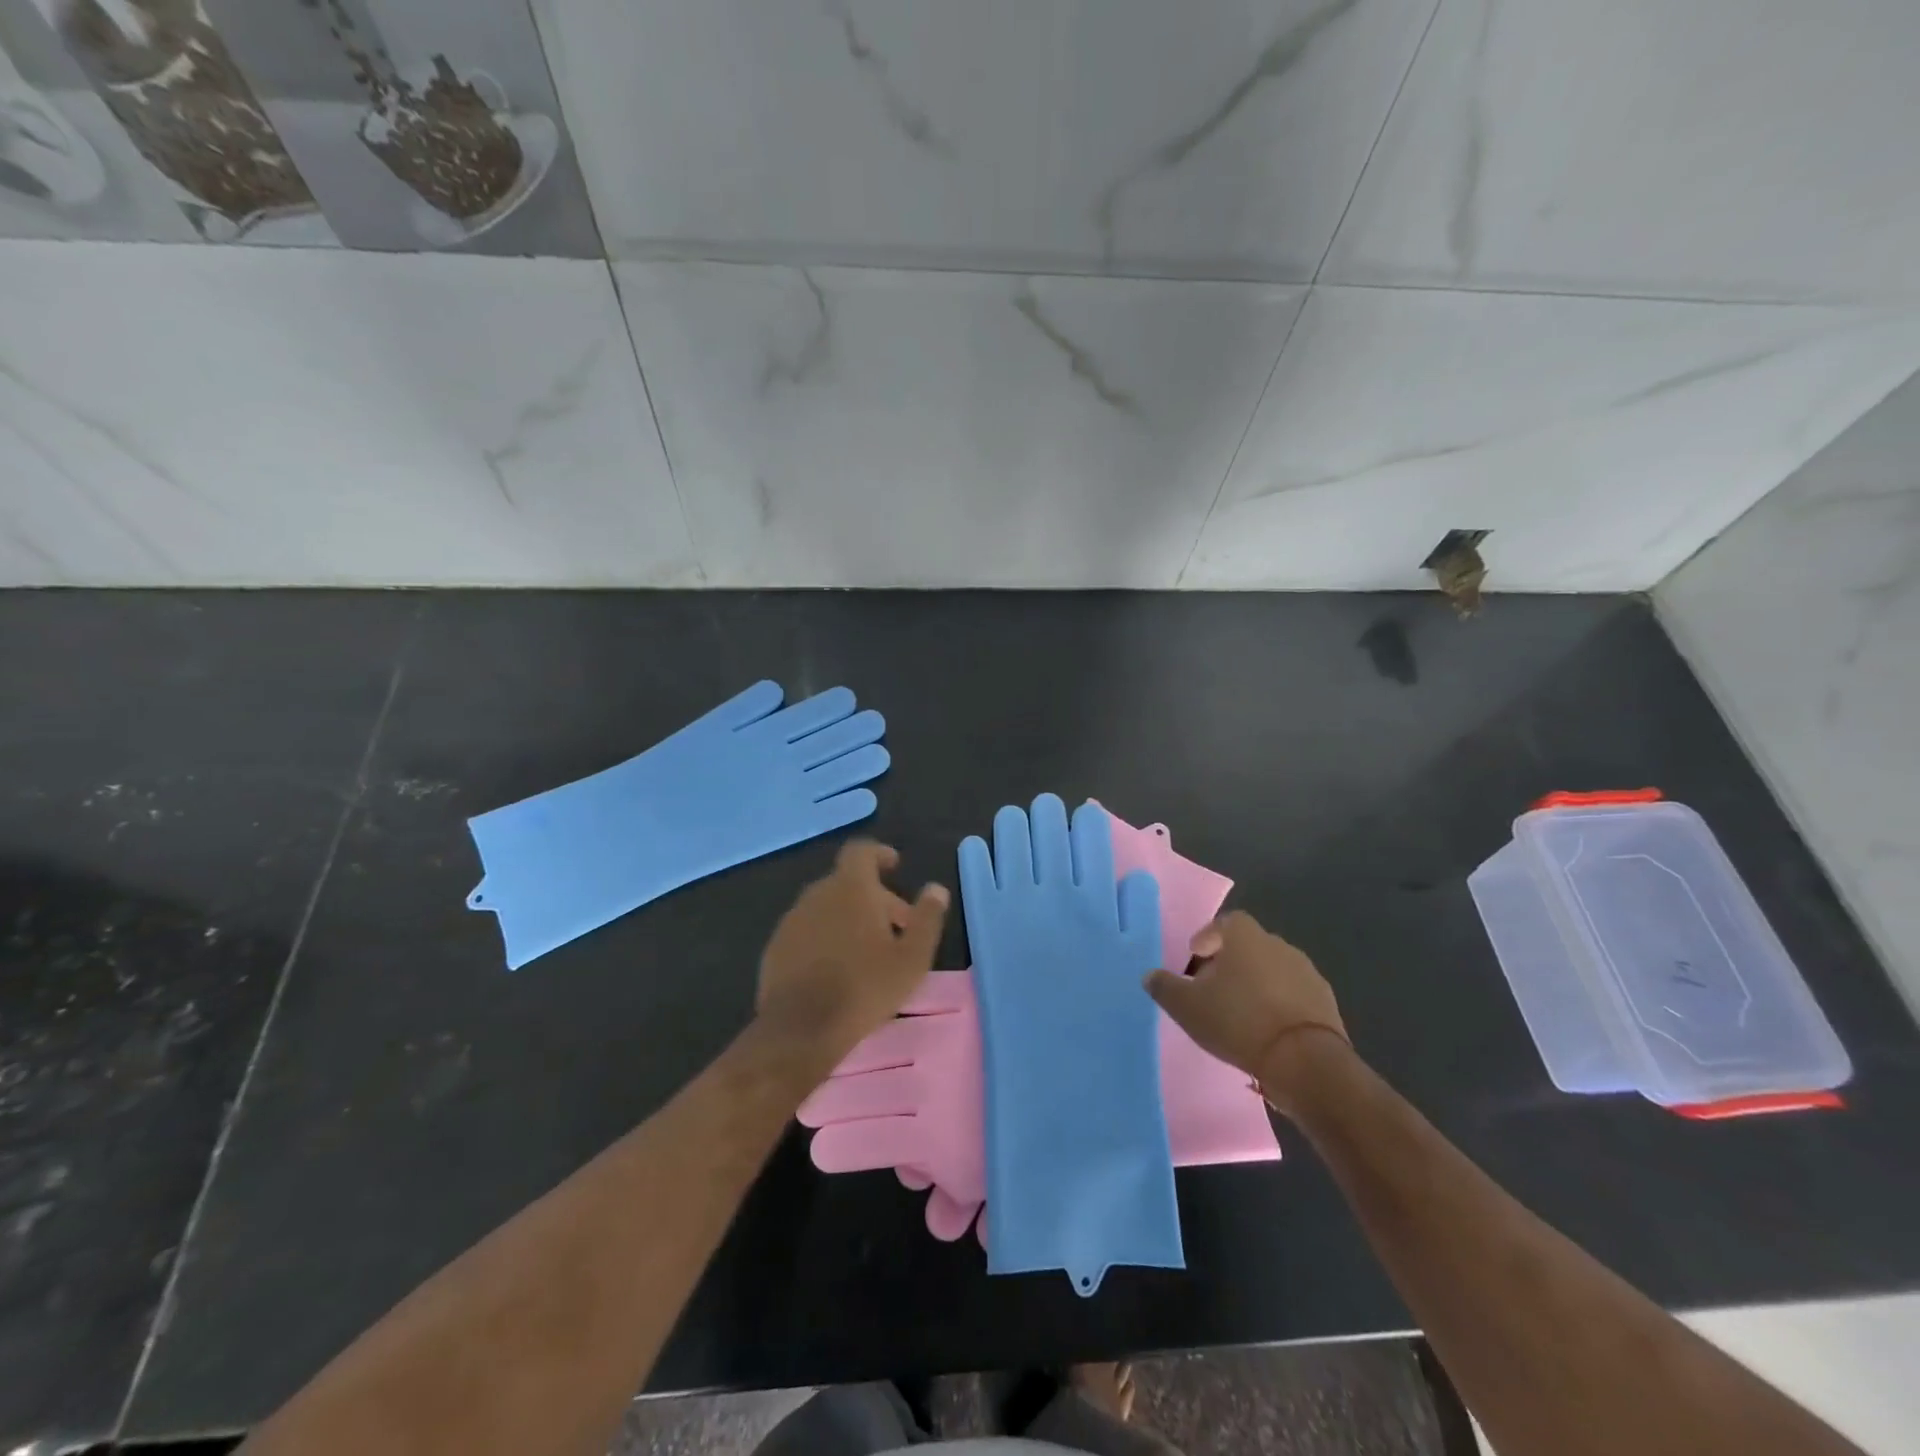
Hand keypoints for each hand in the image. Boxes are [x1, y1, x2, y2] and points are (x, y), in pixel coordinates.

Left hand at [758, 840, 948, 1062]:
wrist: (801, 1029)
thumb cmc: (865, 988)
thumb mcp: (912, 958)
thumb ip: (927, 918)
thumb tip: (936, 889)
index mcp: (851, 888)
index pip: (861, 851)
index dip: (879, 854)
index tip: (894, 867)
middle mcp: (817, 894)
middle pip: (847, 882)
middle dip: (873, 897)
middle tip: (895, 928)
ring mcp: (792, 920)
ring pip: (826, 907)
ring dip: (848, 918)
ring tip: (867, 952)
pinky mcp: (775, 947)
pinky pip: (807, 931)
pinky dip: (824, 938)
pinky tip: (836, 969)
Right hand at [1144, 910, 1347, 1115]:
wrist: (1306, 1061)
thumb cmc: (1239, 1021)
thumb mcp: (1187, 1007)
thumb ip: (1165, 987)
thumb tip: (1150, 975)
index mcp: (1246, 937)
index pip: (1226, 922)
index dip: (1209, 937)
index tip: (1196, 957)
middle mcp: (1279, 945)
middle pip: (1249, 946)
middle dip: (1231, 963)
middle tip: (1213, 988)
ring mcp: (1307, 973)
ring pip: (1273, 970)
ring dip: (1257, 984)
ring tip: (1240, 1013)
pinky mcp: (1326, 1003)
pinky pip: (1294, 995)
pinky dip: (1279, 1005)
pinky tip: (1267, 1030)